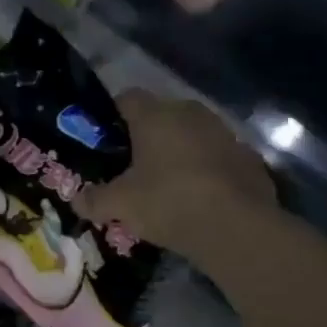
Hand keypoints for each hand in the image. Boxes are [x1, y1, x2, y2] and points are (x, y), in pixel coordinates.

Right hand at [75, 91, 279, 265]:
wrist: (237, 229)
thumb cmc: (169, 203)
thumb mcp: (120, 206)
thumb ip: (94, 200)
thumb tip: (78, 201)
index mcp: (156, 115)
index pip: (127, 98)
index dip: (112, 116)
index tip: (104, 142)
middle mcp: (191, 114)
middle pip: (161, 115)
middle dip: (146, 136)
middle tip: (132, 167)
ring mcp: (225, 134)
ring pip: (192, 135)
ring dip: (179, 152)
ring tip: (166, 185)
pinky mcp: (249, 158)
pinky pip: (217, 157)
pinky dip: (206, 171)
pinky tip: (199, 198)